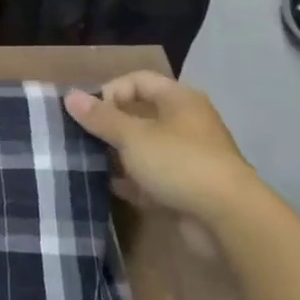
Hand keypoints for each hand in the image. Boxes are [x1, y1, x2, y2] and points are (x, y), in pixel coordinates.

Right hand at [65, 71, 263, 221]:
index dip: (111, 91)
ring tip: (93, 163)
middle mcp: (188, 123)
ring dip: (121, 155)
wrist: (229, 219)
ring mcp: (190, 156)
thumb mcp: (132, 137)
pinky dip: (135, 181)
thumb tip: (70, 96)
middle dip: (112, 126)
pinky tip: (114, 188)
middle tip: (86, 138)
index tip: (90, 114)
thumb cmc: (179, 163)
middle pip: (141, 114)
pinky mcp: (190, 187)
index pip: (138, 80)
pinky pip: (155, 177)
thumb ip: (100, 117)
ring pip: (147, 148)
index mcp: (180, 100)